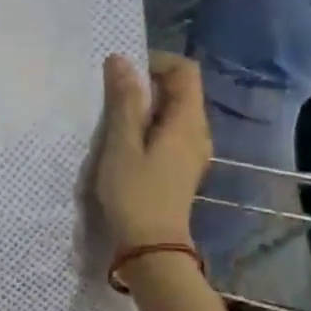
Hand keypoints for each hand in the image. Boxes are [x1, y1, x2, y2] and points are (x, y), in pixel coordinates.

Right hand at [94, 53, 212, 249]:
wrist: (151, 249)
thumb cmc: (135, 194)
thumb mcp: (122, 145)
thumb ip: (124, 101)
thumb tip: (121, 60)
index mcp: (187, 121)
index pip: (185, 70)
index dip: (156, 61)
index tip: (124, 72)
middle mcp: (198, 131)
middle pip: (180, 89)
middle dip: (147, 82)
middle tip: (112, 94)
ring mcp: (193, 151)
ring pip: (173, 110)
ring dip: (146, 104)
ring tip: (114, 116)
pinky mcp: (182, 166)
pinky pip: (170, 130)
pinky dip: (149, 124)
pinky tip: (125, 141)